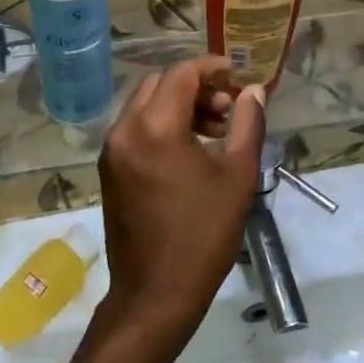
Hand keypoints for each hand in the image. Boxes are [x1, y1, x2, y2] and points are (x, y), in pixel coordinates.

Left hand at [95, 57, 264, 342]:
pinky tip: (190, 149)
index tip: (237, 75)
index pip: (181, 74)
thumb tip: (254, 91)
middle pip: (160, 84)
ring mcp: (112, 150)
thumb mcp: (236, 176)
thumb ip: (247, 124)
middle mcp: (125, 130)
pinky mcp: (109, 169)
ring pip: (145, 105)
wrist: (154, 294)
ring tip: (215, 129)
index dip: (211, 68)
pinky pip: (136, 129)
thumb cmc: (203, 235)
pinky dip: (161, 124)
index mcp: (155, 126)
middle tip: (228, 106)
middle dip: (195, 86)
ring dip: (179, 105)